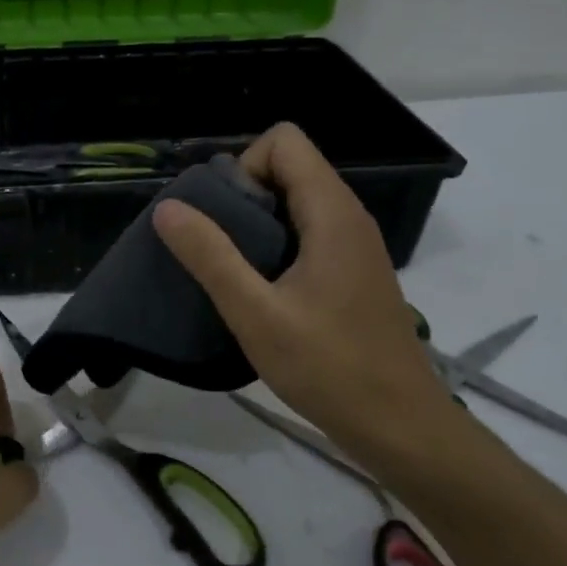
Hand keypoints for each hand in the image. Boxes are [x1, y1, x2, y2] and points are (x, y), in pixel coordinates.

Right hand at [152, 123, 460, 465]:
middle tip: (215, 248)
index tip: (222, 218)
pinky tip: (259, 290)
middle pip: (289, 167)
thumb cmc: (328, 367)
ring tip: (229, 270)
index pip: (284, 142)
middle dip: (242, 195)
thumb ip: (211, 256)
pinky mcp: (352, 271)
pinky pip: (307, 231)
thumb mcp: (256, 314)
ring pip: (296, 201)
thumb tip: (168, 208)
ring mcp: (354, 244)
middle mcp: (348, 216)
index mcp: (331, 213)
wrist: (398, 424)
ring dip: (255, 223)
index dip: (244, 166)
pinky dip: (275, 245)